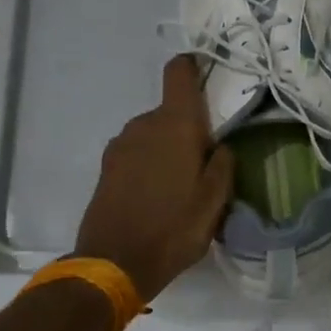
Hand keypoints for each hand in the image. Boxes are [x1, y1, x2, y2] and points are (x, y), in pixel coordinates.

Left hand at [73, 57, 234, 302]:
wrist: (114, 264)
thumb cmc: (174, 228)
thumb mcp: (215, 200)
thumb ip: (223, 164)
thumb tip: (220, 146)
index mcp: (175, 124)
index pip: (179, 73)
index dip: (193, 66)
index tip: (208, 76)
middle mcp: (144, 124)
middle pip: (170, 111)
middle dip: (188, 128)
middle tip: (205, 162)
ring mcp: (120, 145)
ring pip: (153, 134)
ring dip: (168, 149)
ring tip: (181, 185)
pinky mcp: (107, 167)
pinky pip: (137, 153)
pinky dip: (150, 164)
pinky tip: (158, 196)